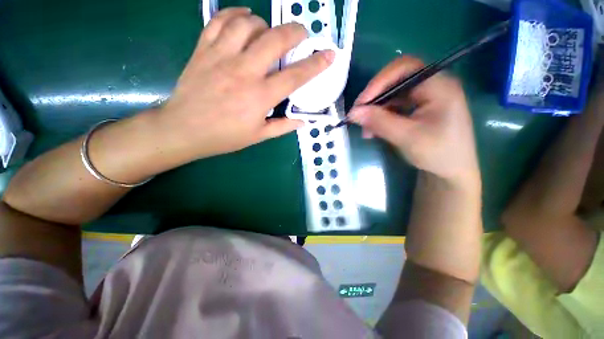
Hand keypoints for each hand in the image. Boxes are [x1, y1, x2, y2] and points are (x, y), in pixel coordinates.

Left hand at [158, 8, 334, 158]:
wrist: (184, 130)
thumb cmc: (224, 137)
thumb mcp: (258, 136)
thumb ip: (283, 127)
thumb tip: (303, 122)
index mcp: (260, 97)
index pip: (295, 77)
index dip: (315, 65)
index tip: (329, 55)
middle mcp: (244, 71)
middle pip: (274, 39)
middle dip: (294, 31)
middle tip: (302, 34)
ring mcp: (221, 56)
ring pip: (248, 24)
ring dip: (265, 24)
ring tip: (269, 33)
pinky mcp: (203, 49)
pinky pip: (220, 20)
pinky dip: (236, 14)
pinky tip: (245, 19)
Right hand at [349, 56, 479, 186]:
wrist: (452, 171)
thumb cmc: (437, 153)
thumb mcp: (407, 137)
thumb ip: (379, 122)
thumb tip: (352, 113)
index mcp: (438, 85)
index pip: (404, 68)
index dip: (379, 81)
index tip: (361, 103)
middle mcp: (432, 85)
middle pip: (395, 80)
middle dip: (374, 98)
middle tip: (358, 115)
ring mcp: (424, 97)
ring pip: (392, 95)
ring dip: (375, 111)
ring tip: (365, 130)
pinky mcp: (417, 108)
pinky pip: (394, 107)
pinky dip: (381, 117)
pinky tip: (373, 131)